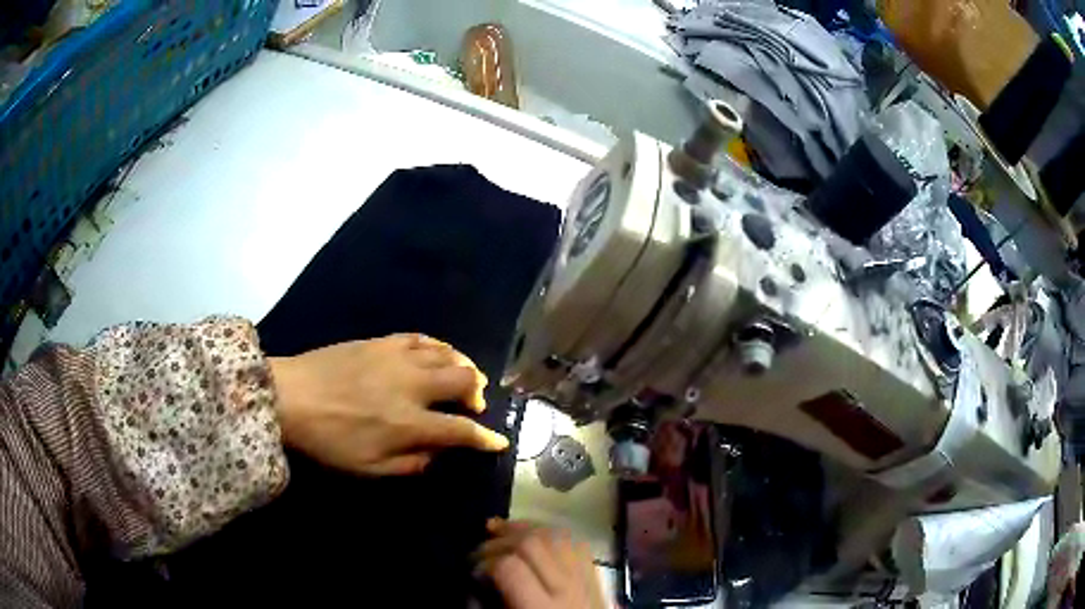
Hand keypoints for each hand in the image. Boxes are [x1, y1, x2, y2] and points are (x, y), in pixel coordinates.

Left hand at [268, 333, 507, 475]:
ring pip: (447, 353)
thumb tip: (435, 454)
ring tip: (462, 377)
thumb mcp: (368, 469)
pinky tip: (436, 354)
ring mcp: (398, 358)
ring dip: (463, 366)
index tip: (498, 441)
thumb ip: (409, 464)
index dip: (485, 438)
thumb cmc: (328, 441)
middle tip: (473, 404)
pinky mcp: (382, 341)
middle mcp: (412, 386)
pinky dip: (438, 347)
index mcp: (409, 424)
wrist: (290, 396)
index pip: (462, 430)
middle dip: (478, 393)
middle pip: (464, 380)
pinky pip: (421, 338)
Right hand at [475, 519, 605, 608]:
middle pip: (534, 544)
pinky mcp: (599, 581)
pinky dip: (553, 535)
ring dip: (525, 529)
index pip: (510, 567)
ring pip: (558, 537)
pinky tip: (534, 537)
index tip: (471, 573)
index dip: (484, 562)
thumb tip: (472, 588)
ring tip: (500, 533)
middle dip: (500, 541)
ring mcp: (589, 582)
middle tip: (480, 553)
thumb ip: (487, 608)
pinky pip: (578, 546)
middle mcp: (568, 590)